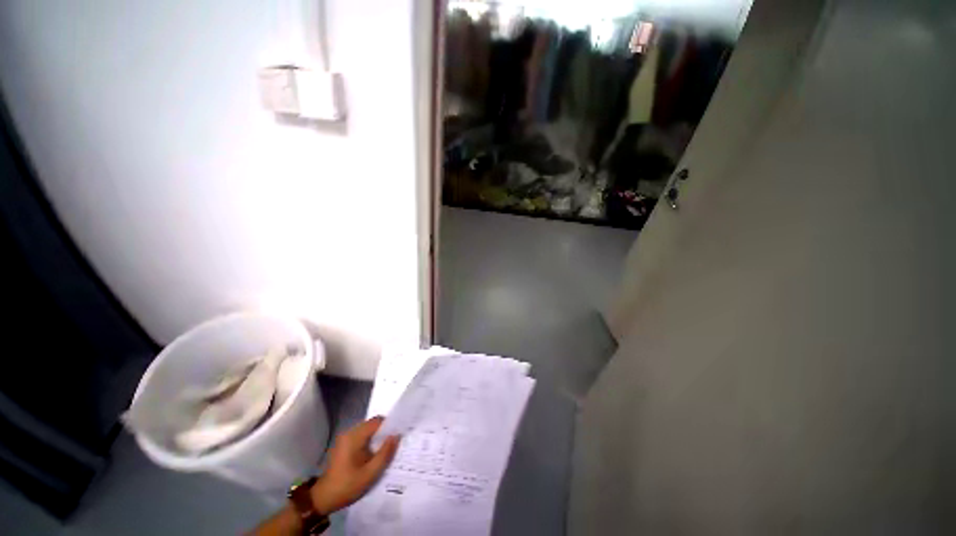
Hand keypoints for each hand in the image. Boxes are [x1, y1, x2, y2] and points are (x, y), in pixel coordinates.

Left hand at [310, 416, 399, 514]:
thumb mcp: (370, 473)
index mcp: (354, 436)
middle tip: (394, 443)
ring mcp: (345, 439)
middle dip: (384, 432)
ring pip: (367, 431)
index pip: (377, 421)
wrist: (323, 499)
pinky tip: (373, 455)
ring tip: (385, 449)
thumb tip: (396, 436)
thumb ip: (385, 453)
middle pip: (372, 425)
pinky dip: (369, 442)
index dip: (389, 425)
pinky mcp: (343, 445)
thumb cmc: (347, 486)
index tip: (398, 434)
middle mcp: (349, 433)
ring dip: (377, 438)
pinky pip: (361, 437)